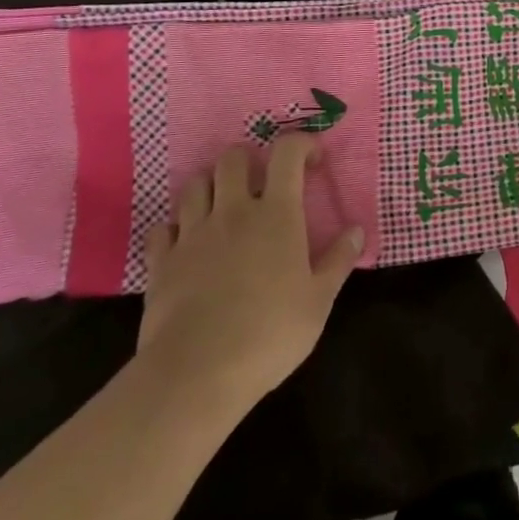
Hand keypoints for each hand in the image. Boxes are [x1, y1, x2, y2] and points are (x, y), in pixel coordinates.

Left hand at [137, 135, 363, 413]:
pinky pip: (164, 227)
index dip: (301, 144)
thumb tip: (357, 231)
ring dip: (211, 186)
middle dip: (249, 160)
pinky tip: (187, 244)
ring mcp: (192, 233)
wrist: (195, 375)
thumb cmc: (268, 335)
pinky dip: (176, 228)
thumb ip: (338, 261)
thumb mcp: (318, 302)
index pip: (287, 152)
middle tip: (261, 183)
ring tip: (223, 207)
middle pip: (233, 157)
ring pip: (195, 183)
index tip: (313, 161)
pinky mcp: (161, 261)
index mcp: (276, 213)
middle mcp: (233, 211)